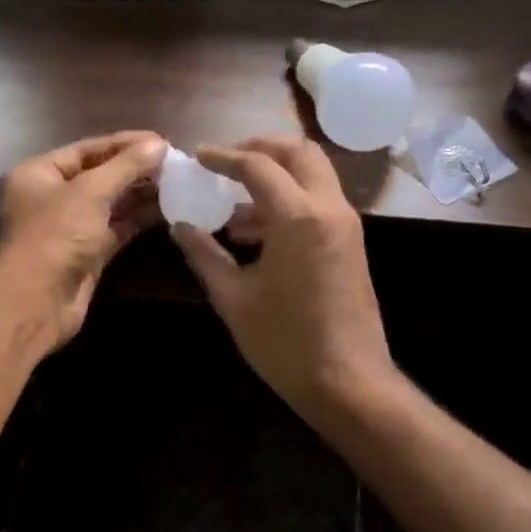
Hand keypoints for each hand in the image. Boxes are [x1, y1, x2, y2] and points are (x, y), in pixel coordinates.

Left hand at [0, 131, 166, 351]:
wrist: (35, 302)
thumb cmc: (54, 235)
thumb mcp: (90, 192)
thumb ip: (126, 166)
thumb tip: (159, 144)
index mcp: (39, 174)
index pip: (86, 149)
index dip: (124, 143)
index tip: (162, 140)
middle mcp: (51, 198)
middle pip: (98, 176)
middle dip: (135, 169)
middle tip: (175, 163)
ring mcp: (68, 229)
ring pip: (109, 204)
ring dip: (140, 194)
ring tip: (178, 182)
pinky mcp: (86, 255)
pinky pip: (115, 230)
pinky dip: (138, 220)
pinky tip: (167, 209)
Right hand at [172, 135, 397, 427]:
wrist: (348, 383)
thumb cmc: (285, 342)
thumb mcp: (233, 298)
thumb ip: (204, 254)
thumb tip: (180, 226)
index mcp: (298, 217)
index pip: (258, 165)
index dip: (223, 157)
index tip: (197, 157)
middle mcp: (329, 209)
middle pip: (299, 152)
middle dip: (261, 148)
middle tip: (226, 161)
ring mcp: (346, 226)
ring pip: (313, 175)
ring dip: (276, 177)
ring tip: (233, 207)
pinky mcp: (350, 244)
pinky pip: (319, 202)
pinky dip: (289, 201)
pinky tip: (254, 235)